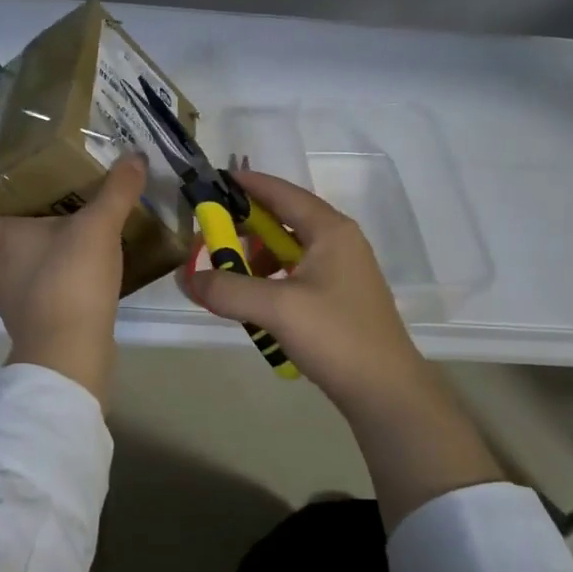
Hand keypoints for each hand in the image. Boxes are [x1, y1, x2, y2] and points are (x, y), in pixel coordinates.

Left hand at [0, 154, 146, 402]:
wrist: (72, 350)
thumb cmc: (69, 279)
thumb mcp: (98, 227)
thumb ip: (116, 191)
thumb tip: (136, 156)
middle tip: (4, 216)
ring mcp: (3, 302)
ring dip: (1, 263)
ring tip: (32, 243)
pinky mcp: (24, 323)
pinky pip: (15, 297)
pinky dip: (27, 285)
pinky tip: (56, 272)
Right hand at [187, 170, 503, 527]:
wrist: (386, 391)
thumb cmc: (335, 336)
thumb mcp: (276, 309)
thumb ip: (227, 289)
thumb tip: (187, 278)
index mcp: (330, 230)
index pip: (283, 193)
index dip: (249, 184)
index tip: (216, 180)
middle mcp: (339, 242)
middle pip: (284, 220)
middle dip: (246, 227)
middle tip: (212, 237)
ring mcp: (342, 271)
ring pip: (288, 250)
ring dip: (257, 258)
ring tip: (230, 278)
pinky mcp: (338, 298)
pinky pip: (295, 275)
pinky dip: (271, 280)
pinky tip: (255, 303)